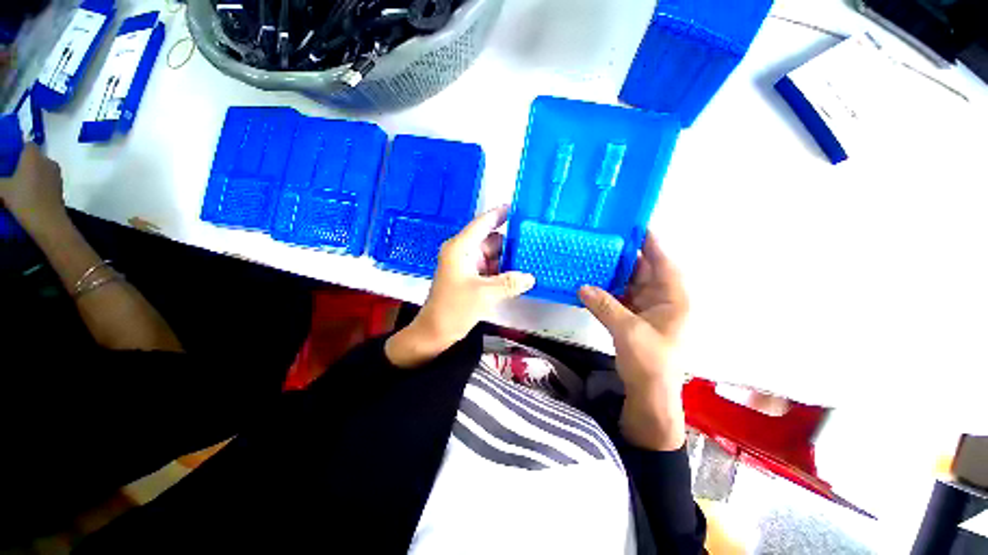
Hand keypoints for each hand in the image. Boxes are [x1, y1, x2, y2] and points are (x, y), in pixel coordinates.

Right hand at [0, 144, 66, 232]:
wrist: (48, 221)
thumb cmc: (23, 200)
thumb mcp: (2, 188)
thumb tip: (0, 181)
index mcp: (34, 156)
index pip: (28, 145)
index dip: (19, 150)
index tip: (10, 159)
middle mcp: (48, 161)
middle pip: (35, 158)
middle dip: (24, 164)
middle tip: (11, 174)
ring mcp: (56, 174)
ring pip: (41, 169)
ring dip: (32, 175)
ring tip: (19, 185)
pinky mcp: (60, 187)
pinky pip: (47, 181)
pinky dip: (39, 184)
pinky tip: (29, 193)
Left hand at [385, 206, 535, 367]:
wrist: (435, 332)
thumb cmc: (454, 308)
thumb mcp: (484, 294)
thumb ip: (509, 283)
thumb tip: (531, 277)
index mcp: (461, 248)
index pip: (482, 223)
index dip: (499, 214)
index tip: (518, 206)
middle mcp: (464, 252)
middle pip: (491, 239)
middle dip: (511, 240)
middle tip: (534, 238)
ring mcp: (468, 265)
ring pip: (493, 255)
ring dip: (509, 257)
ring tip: (532, 255)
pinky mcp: (472, 277)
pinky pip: (492, 268)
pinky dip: (504, 270)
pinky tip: (520, 273)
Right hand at [579, 232, 688, 450]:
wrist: (650, 393)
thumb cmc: (650, 361)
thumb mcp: (628, 330)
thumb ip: (604, 305)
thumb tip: (582, 286)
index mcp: (674, 296)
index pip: (663, 260)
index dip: (649, 241)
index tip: (632, 223)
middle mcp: (663, 297)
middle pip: (644, 268)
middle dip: (624, 255)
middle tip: (602, 238)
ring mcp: (648, 307)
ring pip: (630, 281)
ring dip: (613, 272)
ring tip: (593, 256)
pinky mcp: (635, 316)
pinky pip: (620, 295)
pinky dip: (607, 289)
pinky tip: (592, 281)